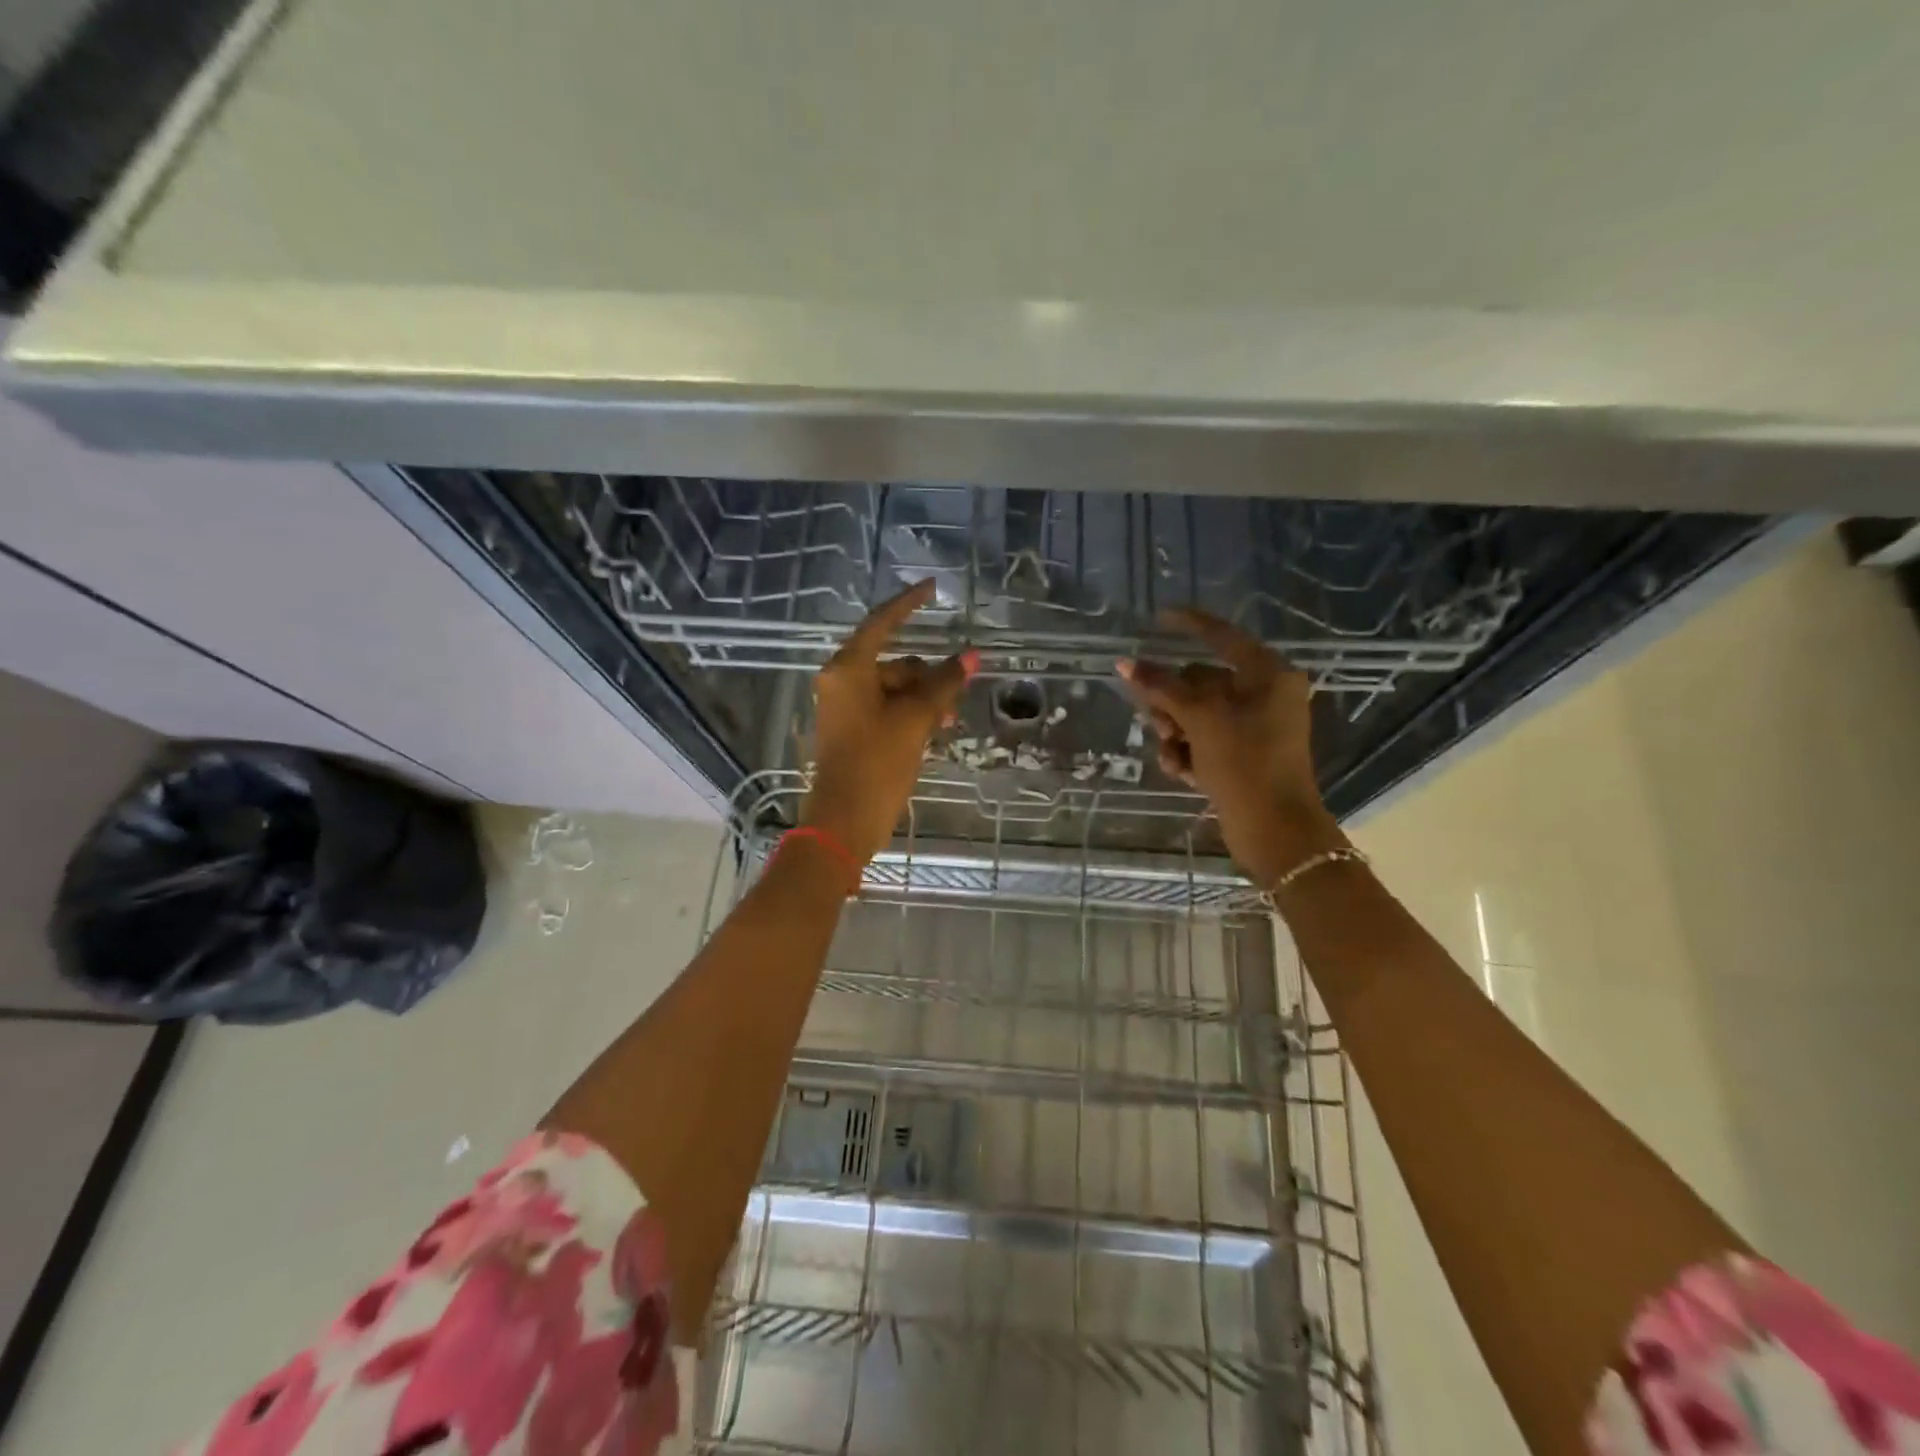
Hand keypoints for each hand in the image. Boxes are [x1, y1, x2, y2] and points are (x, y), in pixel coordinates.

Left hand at [802, 580, 976, 866]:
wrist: (845, 821)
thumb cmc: (877, 763)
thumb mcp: (915, 720)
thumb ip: (943, 684)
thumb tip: (971, 656)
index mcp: (848, 669)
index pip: (882, 622)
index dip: (909, 603)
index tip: (933, 588)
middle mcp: (842, 681)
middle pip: (894, 661)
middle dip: (928, 676)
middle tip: (957, 697)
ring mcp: (845, 707)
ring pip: (894, 688)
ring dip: (924, 700)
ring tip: (947, 724)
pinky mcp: (852, 730)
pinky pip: (887, 708)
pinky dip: (910, 714)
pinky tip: (932, 732)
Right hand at [1117, 607, 1340, 879]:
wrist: (1274, 829)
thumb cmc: (1245, 762)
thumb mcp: (1199, 718)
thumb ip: (1161, 687)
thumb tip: (1125, 663)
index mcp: (1267, 674)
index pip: (1221, 636)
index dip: (1189, 624)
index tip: (1158, 616)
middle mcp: (1263, 695)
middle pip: (1199, 681)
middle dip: (1172, 703)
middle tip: (1159, 723)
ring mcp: (1253, 727)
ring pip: (1195, 713)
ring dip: (1175, 732)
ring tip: (1172, 754)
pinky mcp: (1242, 755)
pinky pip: (1202, 740)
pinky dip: (1187, 752)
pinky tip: (1182, 772)